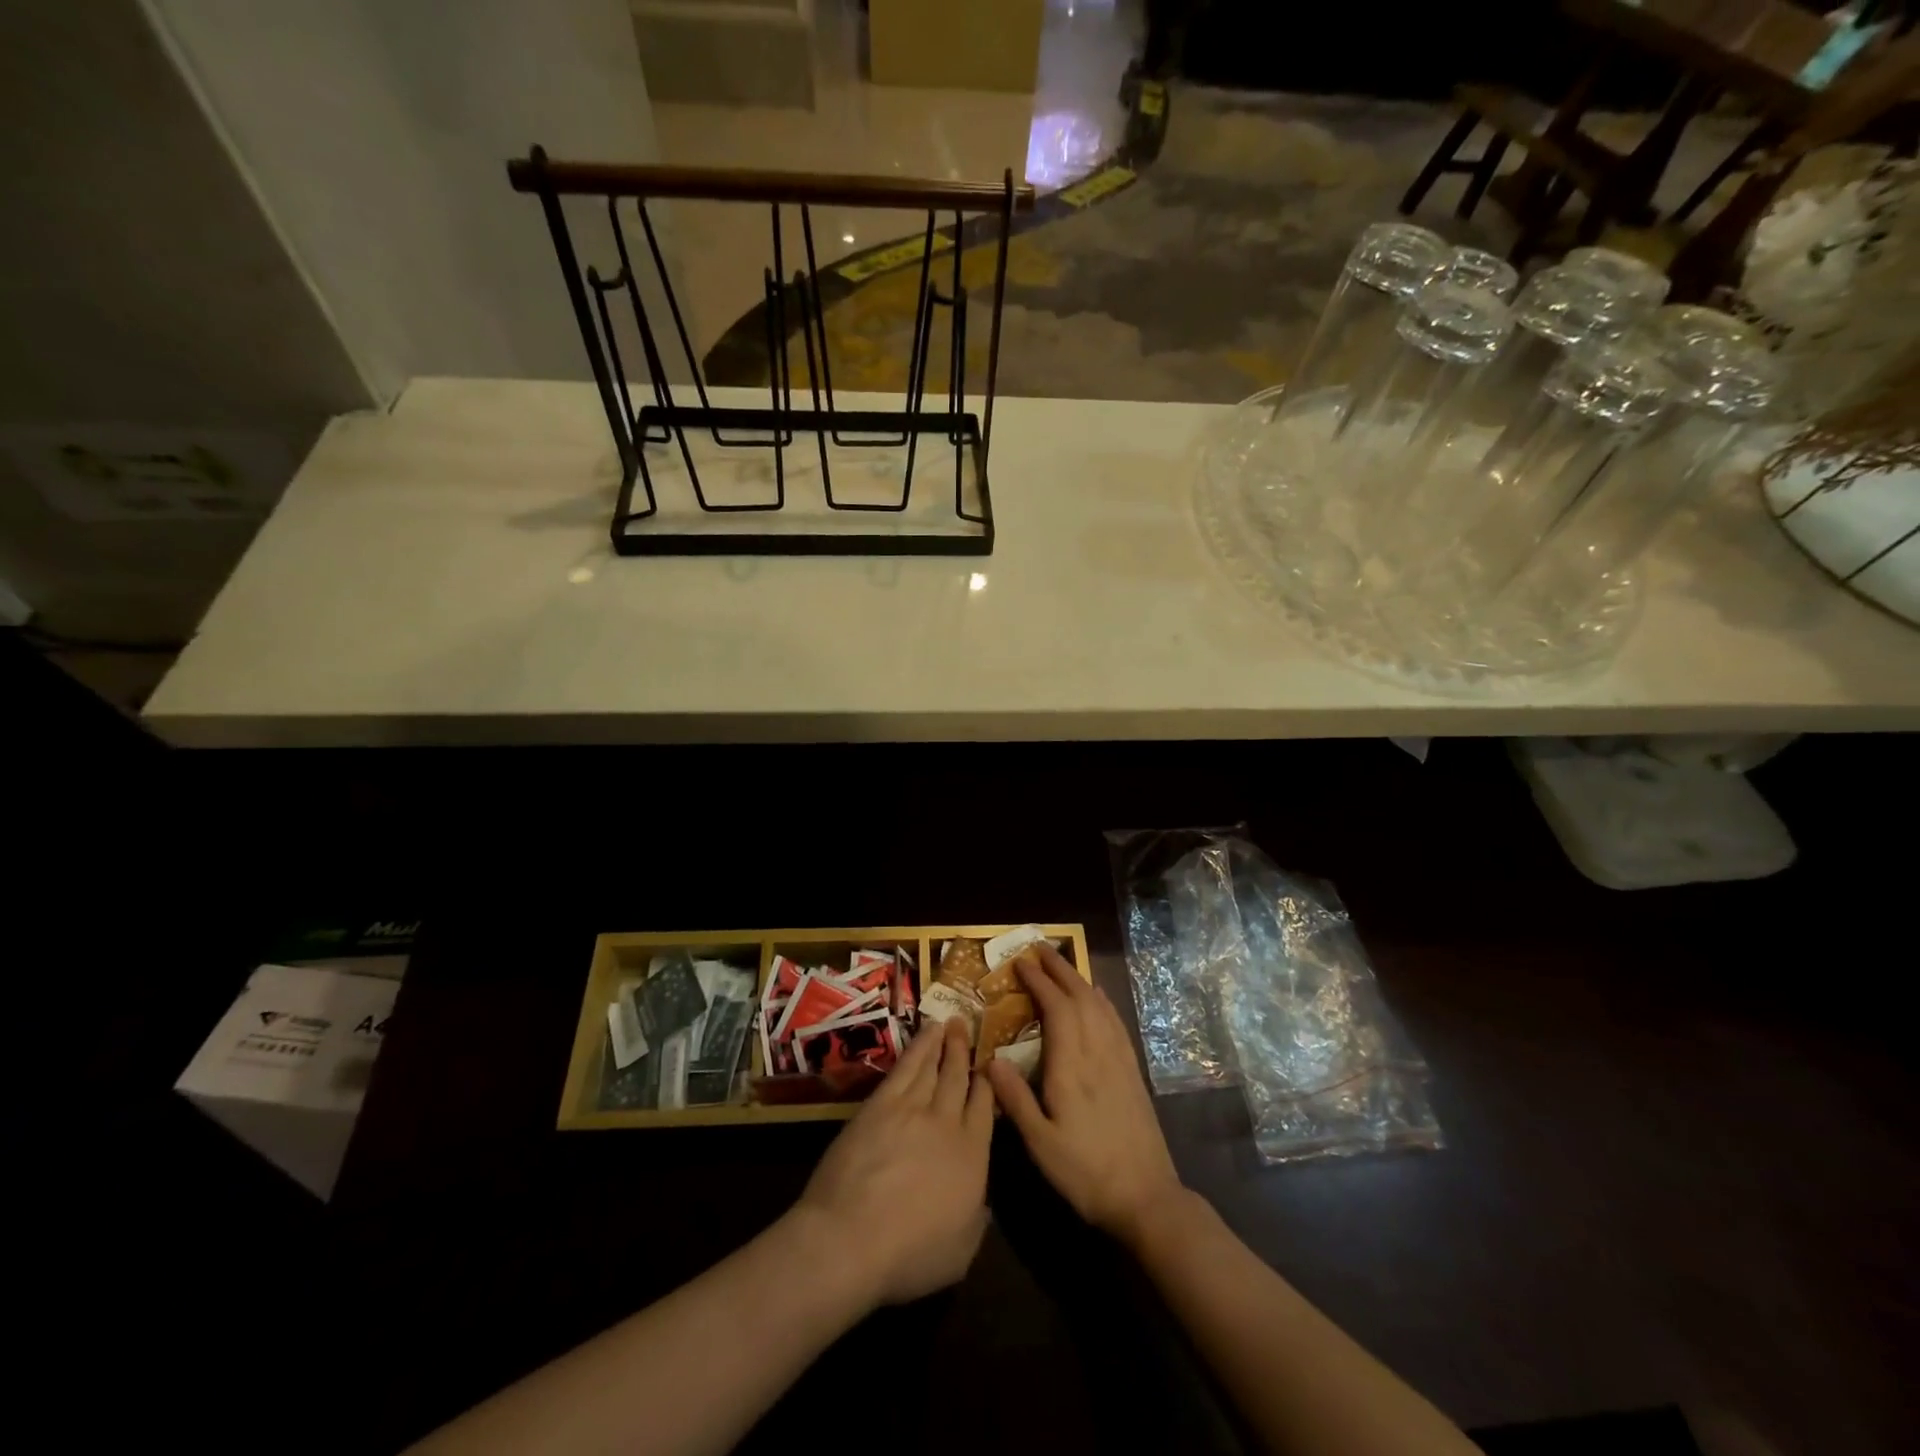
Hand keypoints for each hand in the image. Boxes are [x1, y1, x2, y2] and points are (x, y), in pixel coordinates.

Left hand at [795, 1017, 992, 1304]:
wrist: (851, 1239)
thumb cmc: (909, 1256)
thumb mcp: (961, 1252)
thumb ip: (977, 1218)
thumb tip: (982, 1198)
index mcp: (973, 1156)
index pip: (985, 1108)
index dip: (987, 1084)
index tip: (989, 1065)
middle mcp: (948, 1122)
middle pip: (959, 1078)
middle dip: (965, 1052)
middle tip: (968, 1025)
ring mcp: (913, 1108)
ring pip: (933, 1066)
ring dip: (943, 1043)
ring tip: (950, 1023)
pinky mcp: (880, 1103)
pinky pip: (906, 1067)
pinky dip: (918, 1047)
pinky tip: (924, 1035)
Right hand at [987, 945, 1183, 1245]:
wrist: (1147, 1197)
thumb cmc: (1086, 1172)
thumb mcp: (1041, 1144)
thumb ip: (1015, 1099)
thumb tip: (989, 1059)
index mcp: (1072, 1067)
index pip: (1057, 1009)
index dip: (1039, 981)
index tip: (1021, 962)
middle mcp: (1097, 1053)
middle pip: (1080, 998)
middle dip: (1060, 969)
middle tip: (1040, 948)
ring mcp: (1119, 1060)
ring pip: (1099, 1006)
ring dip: (1080, 980)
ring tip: (1063, 964)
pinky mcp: (1132, 1071)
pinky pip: (1116, 1023)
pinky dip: (1102, 1001)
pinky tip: (1098, 997)